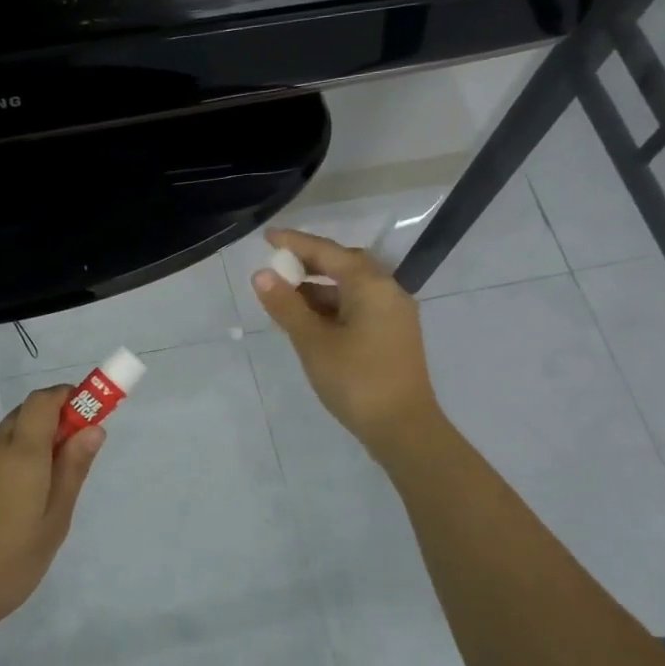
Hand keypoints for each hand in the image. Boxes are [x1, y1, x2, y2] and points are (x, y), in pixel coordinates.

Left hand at [0, 386, 104, 634]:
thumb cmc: (10, 563)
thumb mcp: (54, 521)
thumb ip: (73, 470)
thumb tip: (93, 428)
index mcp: (20, 455)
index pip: (44, 400)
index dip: (69, 395)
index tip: (92, 412)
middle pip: (27, 412)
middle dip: (56, 416)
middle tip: (79, 449)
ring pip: (11, 432)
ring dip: (37, 436)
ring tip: (56, 479)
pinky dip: (18, 454)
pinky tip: (27, 494)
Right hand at [252, 228, 444, 456]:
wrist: (403, 428)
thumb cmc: (356, 380)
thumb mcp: (313, 342)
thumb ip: (286, 306)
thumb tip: (262, 275)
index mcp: (371, 285)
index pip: (327, 252)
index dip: (295, 243)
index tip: (267, 237)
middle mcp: (387, 291)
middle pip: (344, 265)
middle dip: (309, 264)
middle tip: (277, 266)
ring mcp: (393, 314)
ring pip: (351, 289)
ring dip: (319, 288)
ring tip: (285, 297)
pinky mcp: (393, 335)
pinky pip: (358, 307)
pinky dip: (332, 307)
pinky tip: (309, 321)